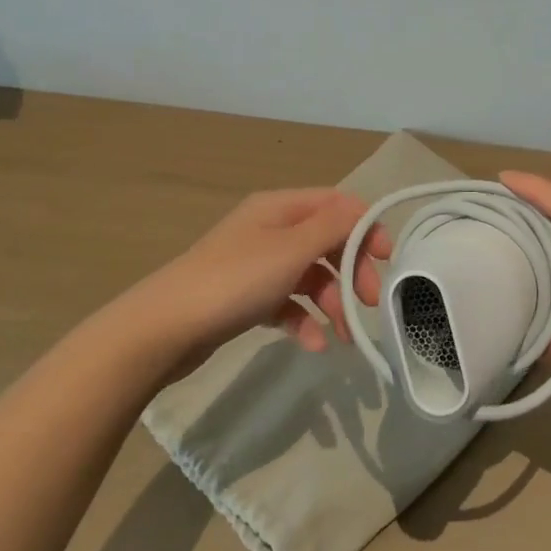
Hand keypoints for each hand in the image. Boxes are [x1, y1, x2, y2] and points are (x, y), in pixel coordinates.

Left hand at [125, 189, 389, 375]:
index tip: (387, 259)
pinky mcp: (246, 298)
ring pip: (309, 275)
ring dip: (332, 301)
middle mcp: (270, 229)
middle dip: (352, 270)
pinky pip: (287, 303)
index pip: (337, 205)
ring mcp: (257, 265)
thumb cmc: (234, 281)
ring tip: (344, 335)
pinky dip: (303, 319)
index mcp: (280, 207)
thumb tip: (363, 209)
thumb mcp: (290, 250)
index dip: (366, 227)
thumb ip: (332, 227)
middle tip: (369, 302)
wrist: (163, 329)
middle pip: (327, 241)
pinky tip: (313, 345)